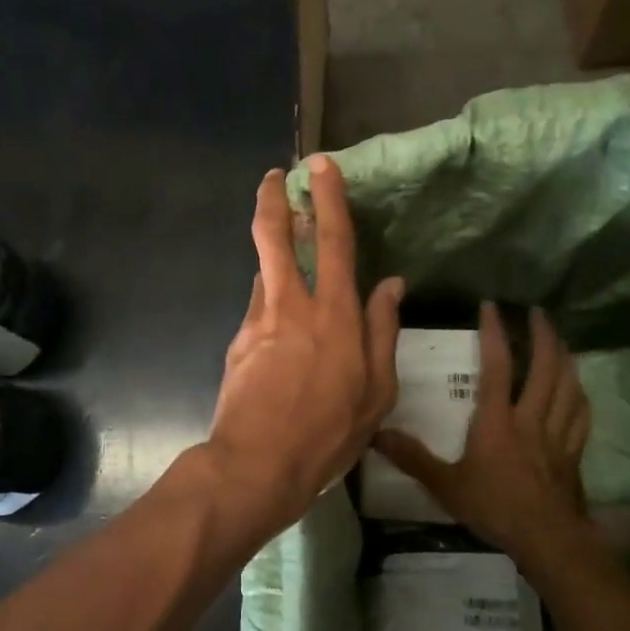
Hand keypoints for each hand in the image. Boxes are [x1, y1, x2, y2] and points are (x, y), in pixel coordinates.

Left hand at [200, 155, 403, 548]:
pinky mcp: (238, 342)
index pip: (332, 242)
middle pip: (275, 237)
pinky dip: (272, 300)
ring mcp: (258, 322)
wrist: (256, 465)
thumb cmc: (328, 434)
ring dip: (273, 250)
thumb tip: (390, 285)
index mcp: (335, 316)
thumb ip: (383, 332)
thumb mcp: (376, 392)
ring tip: (287, 248)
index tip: (320, 165)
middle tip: (273, 176)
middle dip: (273, 199)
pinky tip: (282, 324)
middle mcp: (292, 307)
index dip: (328, 199)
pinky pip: (260, 308)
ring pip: (265, 270)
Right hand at [374, 301, 592, 568]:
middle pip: (544, 367)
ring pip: (567, 386)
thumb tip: (376, 434)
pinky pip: (581, 415)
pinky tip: (578, 388)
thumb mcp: (445, 485)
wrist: (546, 539)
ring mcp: (557, 434)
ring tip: (560, 340)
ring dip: (565, 358)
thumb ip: (413, 458)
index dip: (495, 334)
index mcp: (498, 421)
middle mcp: (530, 418)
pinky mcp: (573, 452)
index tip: (492, 307)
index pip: (498, 366)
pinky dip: (579, 395)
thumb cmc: (494, 507)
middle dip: (543, 335)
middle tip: (538, 313)